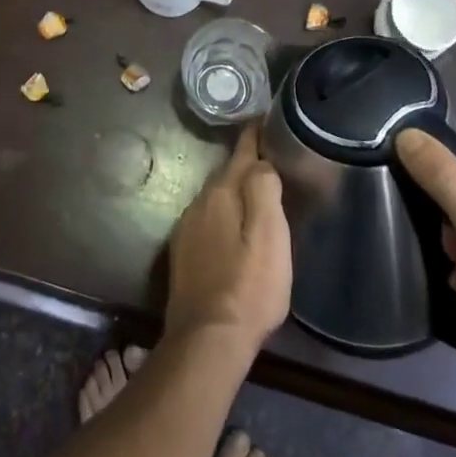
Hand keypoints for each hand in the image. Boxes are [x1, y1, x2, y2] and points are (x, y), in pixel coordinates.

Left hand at [164, 124, 292, 351]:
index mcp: (220, 195)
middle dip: (245, 165)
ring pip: (215, 199)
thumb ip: (263, 190)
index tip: (265, 119)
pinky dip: (224, 216)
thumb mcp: (269, 234)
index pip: (240, 154)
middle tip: (271, 159)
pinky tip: (235, 229)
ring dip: (234, 192)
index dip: (254, 136)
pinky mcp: (183, 255)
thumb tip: (260, 162)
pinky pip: (208, 221)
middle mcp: (198, 205)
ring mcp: (187, 230)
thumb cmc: (249, 285)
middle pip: (226, 176)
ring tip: (257, 192)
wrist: (208, 337)